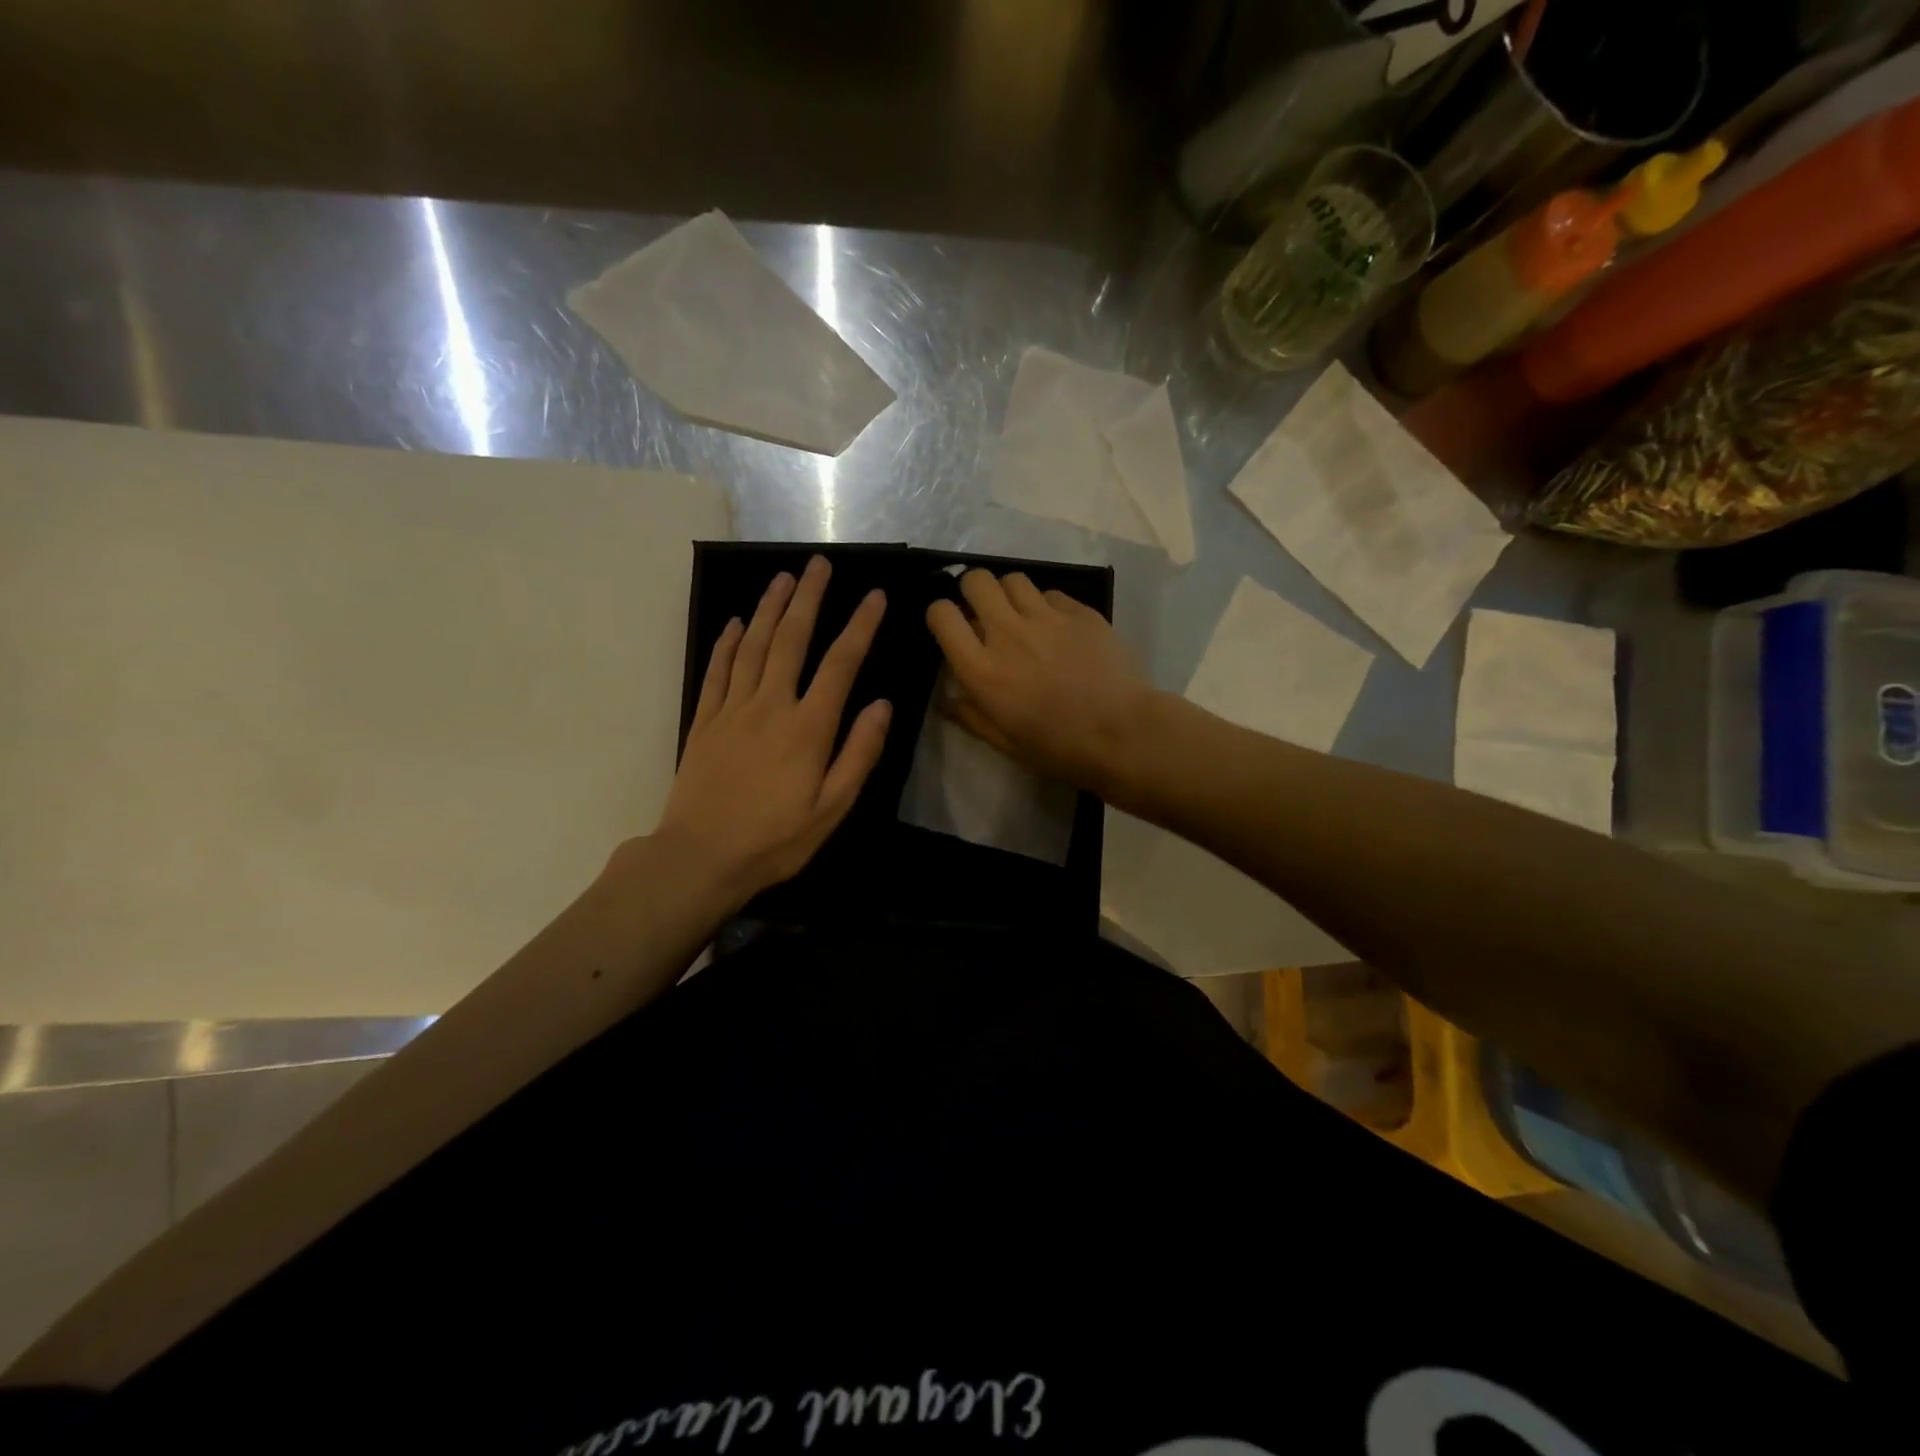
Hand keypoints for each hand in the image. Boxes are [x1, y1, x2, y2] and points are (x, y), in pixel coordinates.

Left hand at [650, 556, 890, 908]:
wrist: (700, 857)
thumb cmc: (775, 839)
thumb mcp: (832, 809)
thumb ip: (859, 753)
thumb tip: (882, 706)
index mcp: (808, 727)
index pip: (841, 664)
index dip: (860, 627)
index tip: (875, 596)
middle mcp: (771, 705)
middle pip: (792, 639)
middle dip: (809, 598)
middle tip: (819, 564)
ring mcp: (733, 709)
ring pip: (753, 645)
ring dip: (770, 608)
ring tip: (784, 578)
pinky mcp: (705, 720)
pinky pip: (717, 670)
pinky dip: (727, 642)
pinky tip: (735, 622)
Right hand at [926, 570, 1157, 793]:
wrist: (1123, 734)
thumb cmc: (1059, 748)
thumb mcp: (1005, 743)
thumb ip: (971, 716)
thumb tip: (946, 700)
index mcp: (983, 670)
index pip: (942, 615)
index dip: (941, 614)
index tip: (951, 627)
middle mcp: (1008, 633)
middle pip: (976, 581)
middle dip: (973, 591)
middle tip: (984, 613)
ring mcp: (1047, 618)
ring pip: (1014, 579)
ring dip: (1010, 594)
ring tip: (1021, 616)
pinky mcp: (1080, 612)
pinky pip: (1051, 593)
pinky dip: (1047, 605)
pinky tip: (1058, 628)